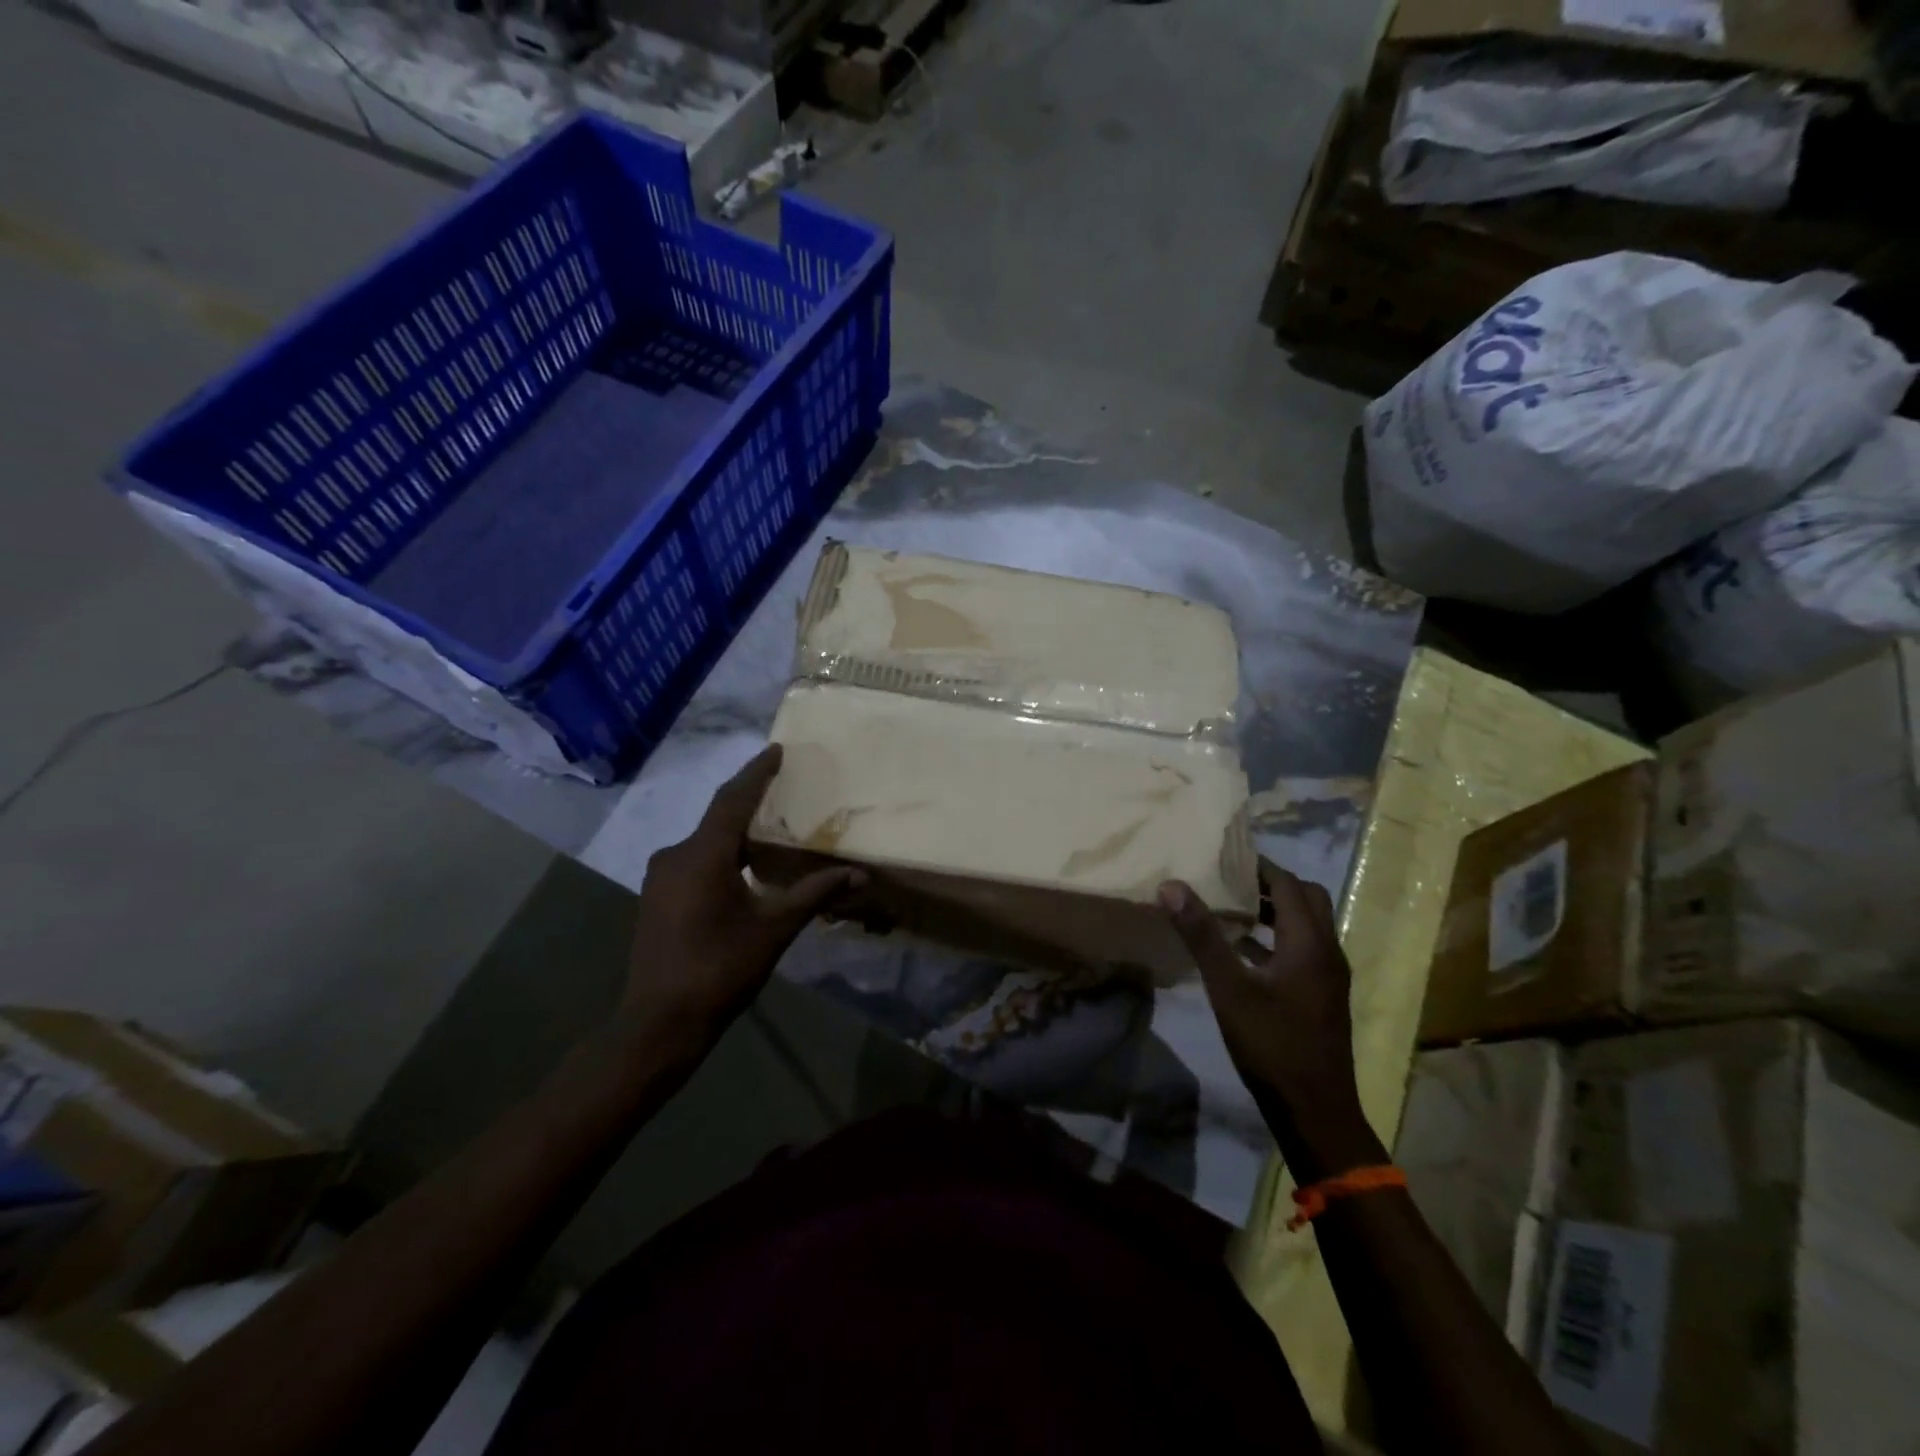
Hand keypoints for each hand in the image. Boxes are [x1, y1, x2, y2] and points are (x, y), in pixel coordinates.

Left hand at [625, 746, 860, 1042]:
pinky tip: (742, 867)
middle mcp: (676, 855)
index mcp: (703, 854)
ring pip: (705, 841)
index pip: (734, 799)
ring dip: (735, 831)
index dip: (757, 772)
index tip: (778, 750)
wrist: (659, 1022)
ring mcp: (660, 877)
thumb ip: (815, 894)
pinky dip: (721, 854)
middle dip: (750, 801)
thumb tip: (860, 874)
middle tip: (782, 787)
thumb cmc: (720, 968)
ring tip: (769, 828)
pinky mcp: (657, 897)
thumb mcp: (775, 928)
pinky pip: (694, 860)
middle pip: (719, 817)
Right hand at [1159, 870, 1383, 1182]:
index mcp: (1309, 942)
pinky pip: (1302, 949)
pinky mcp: (1322, 996)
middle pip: (1306, 899)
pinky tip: (1243, 952)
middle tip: (1229, 879)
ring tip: (1231, 907)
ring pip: (1307, 925)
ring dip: (1274, 910)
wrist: (1316, 1110)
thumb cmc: (1271, 1044)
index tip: (1224, 855)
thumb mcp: (1228, 988)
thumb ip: (1201, 935)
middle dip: (1270, 883)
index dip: (1259, 865)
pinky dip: (1277, 938)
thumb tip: (1171, 886)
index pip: (1288, 883)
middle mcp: (1327, 951)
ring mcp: (1329, 976)